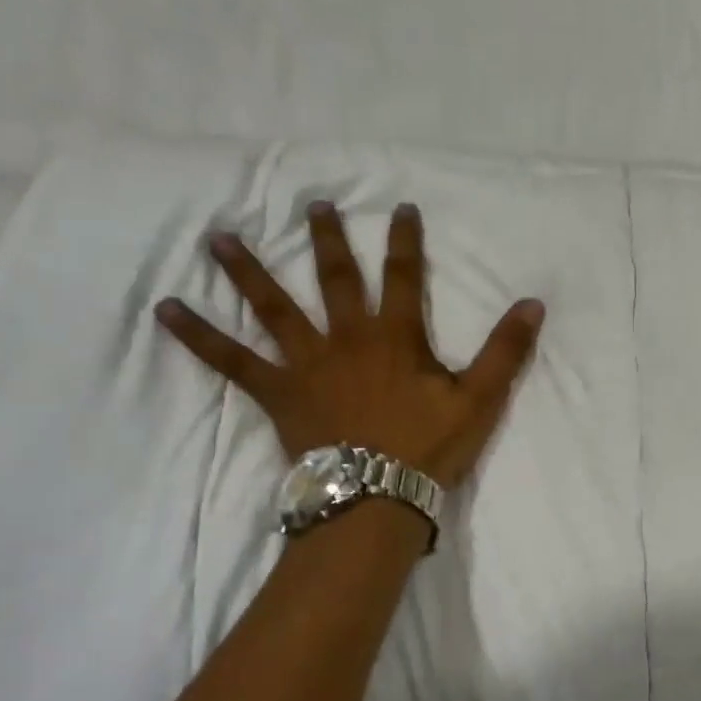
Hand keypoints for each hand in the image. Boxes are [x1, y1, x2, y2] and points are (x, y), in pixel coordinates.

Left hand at [154, 201, 544, 487]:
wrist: (376, 497)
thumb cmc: (429, 447)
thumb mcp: (480, 399)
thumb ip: (506, 350)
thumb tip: (533, 303)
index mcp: (396, 337)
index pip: (405, 277)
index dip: (405, 241)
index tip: (401, 208)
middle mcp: (348, 337)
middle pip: (337, 279)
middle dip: (329, 240)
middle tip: (314, 204)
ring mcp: (307, 362)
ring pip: (274, 307)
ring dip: (247, 270)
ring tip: (217, 237)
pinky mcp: (278, 392)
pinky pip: (232, 360)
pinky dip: (199, 336)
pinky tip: (166, 310)